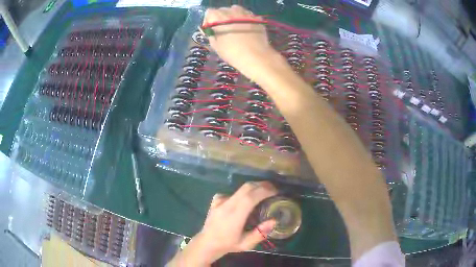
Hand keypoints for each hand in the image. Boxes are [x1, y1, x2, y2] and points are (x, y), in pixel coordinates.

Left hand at [167, 181, 277, 266]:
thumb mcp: (246, 244)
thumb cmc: (227, 244)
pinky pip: (232, 193)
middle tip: (273, 189)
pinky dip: (242, 193)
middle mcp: (227, 204)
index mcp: (234, 215)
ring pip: (240, 188)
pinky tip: (245, 201)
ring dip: (254, 188)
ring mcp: (220, 201)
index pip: (251, 197)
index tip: (276, 191)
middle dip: (262, 185)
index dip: (264, 191)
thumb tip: (274, 221)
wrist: (207, 243)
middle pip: (246, 187)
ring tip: (263, 192)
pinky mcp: (216, 200)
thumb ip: (260, 233)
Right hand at [203, 6, 280, 81]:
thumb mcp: (215, 45)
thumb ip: (212, 34)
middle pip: (223, 10)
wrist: (254, 56)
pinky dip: (246, 20)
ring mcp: (245, 13)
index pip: (209, 12)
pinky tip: (247, 29)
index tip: (212, 29)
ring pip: (236, 10)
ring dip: (234, 16)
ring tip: (236, 27)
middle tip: (224, 29)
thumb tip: (212, 30)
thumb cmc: (231, 52)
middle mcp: (230, 11)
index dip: (209, 20)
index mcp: (217, 17)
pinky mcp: (256, 18)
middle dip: (222, 18)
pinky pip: (248, 15)